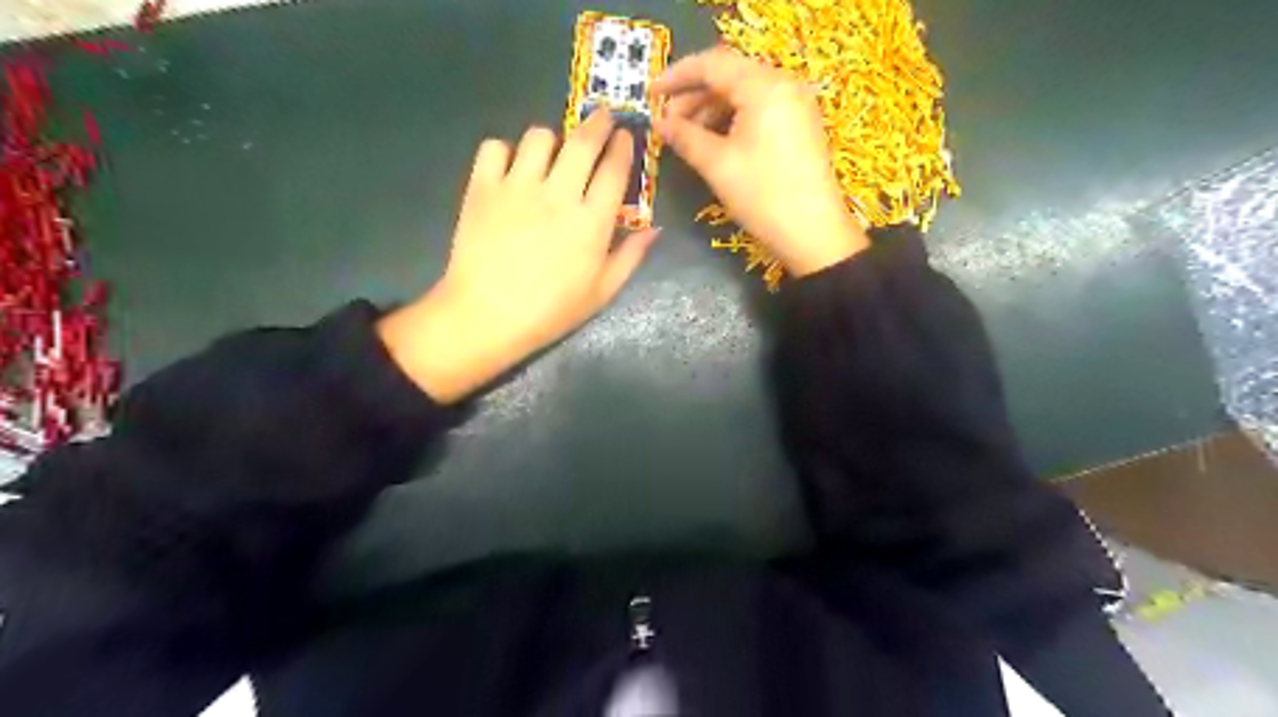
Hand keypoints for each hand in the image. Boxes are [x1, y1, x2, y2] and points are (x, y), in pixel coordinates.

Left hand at [377, 109, 658, 402]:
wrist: (486, 317)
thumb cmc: (550, 311)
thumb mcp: (601, 292)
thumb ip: (630, 257)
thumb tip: (655, 229)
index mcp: (591, 222)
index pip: (614, 169)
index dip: (623, 147)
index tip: (625, 136)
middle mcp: (558, 194)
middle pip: (583, 141)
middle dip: (598, 122)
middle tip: (602, 118)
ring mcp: (517, 187)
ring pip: (539, 137)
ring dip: (552, 139)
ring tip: (551, 153)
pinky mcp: (482, 187)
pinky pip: (495, 147)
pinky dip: (505, 151)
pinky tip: (510, 169)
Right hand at [659, 45, 867, 277]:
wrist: (813, 233)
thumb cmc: (763, 196)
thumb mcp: (717, 165)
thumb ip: (685, 137)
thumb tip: (659, 123)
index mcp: (764, 86)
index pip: (713, 64)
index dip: (678, 76)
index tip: (652, 93)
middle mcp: (783, 84)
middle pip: (730, 76)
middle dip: (694, 96)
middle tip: (667, 123)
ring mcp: (795, 104)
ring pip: (744, 93)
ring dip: (711, 109)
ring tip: (687, 136)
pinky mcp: (799, 124)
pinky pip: (759, 109)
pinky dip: (732, 119)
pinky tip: (714, 140)